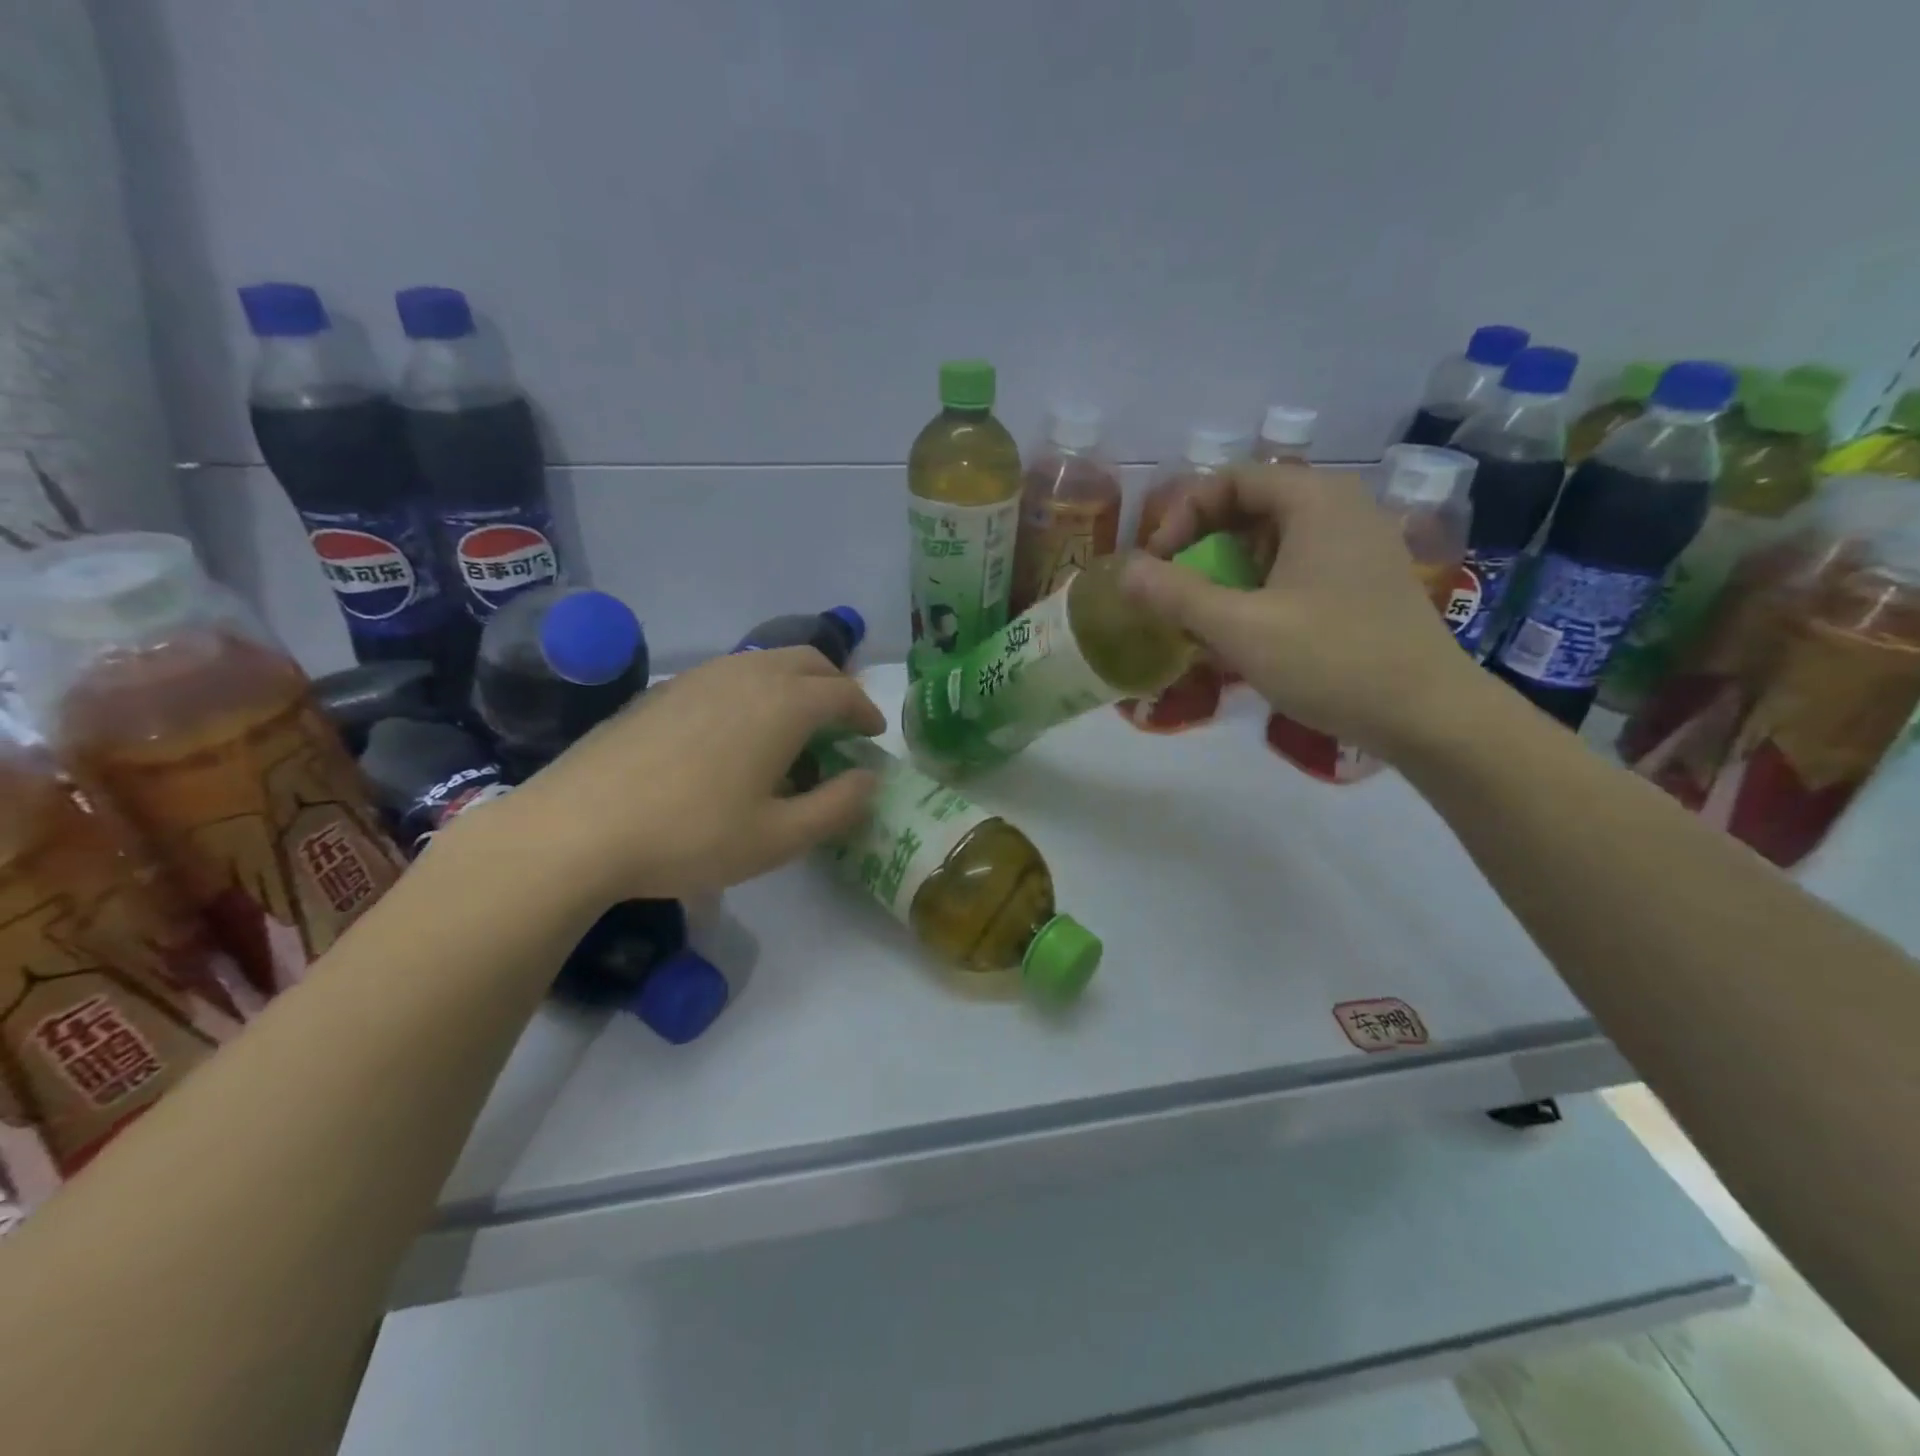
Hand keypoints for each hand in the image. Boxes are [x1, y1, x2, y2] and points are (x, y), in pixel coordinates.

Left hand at [463, 647, 883, 904]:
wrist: (576, 828)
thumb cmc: (690, 836)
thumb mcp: (779, 838)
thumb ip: (837, 806)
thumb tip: (868, 779)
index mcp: (784, 704)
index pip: (843, 693)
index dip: (867, 712)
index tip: (874, 735)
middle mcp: (747, 675)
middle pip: (808, 661)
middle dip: (836, 685)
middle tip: (843, 722)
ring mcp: (700, 676)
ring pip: (766, 662)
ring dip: (795, 684)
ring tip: (794, 727)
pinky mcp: (664, 689)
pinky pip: (730, 674)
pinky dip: (756, 690)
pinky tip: (738, 732)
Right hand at [1120, 461, 1477, 757]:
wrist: (1428, 715)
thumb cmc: (1332, 660)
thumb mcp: (1240, 627)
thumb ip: (1176, 595)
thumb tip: (1123, 571)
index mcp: (1314, 500)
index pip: (1229, 481)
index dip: (1181, 516)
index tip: (1157, 565)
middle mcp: (1341, 508)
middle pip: (1251, 507)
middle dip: (1202, 545)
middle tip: (1174, 588)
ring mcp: (1358, 546)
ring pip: (1272, 541)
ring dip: (1228, 571)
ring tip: (1205, 616)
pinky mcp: (1364, 582)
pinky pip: (1296, 567)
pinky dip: (1260, 588)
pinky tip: (1248, 632)